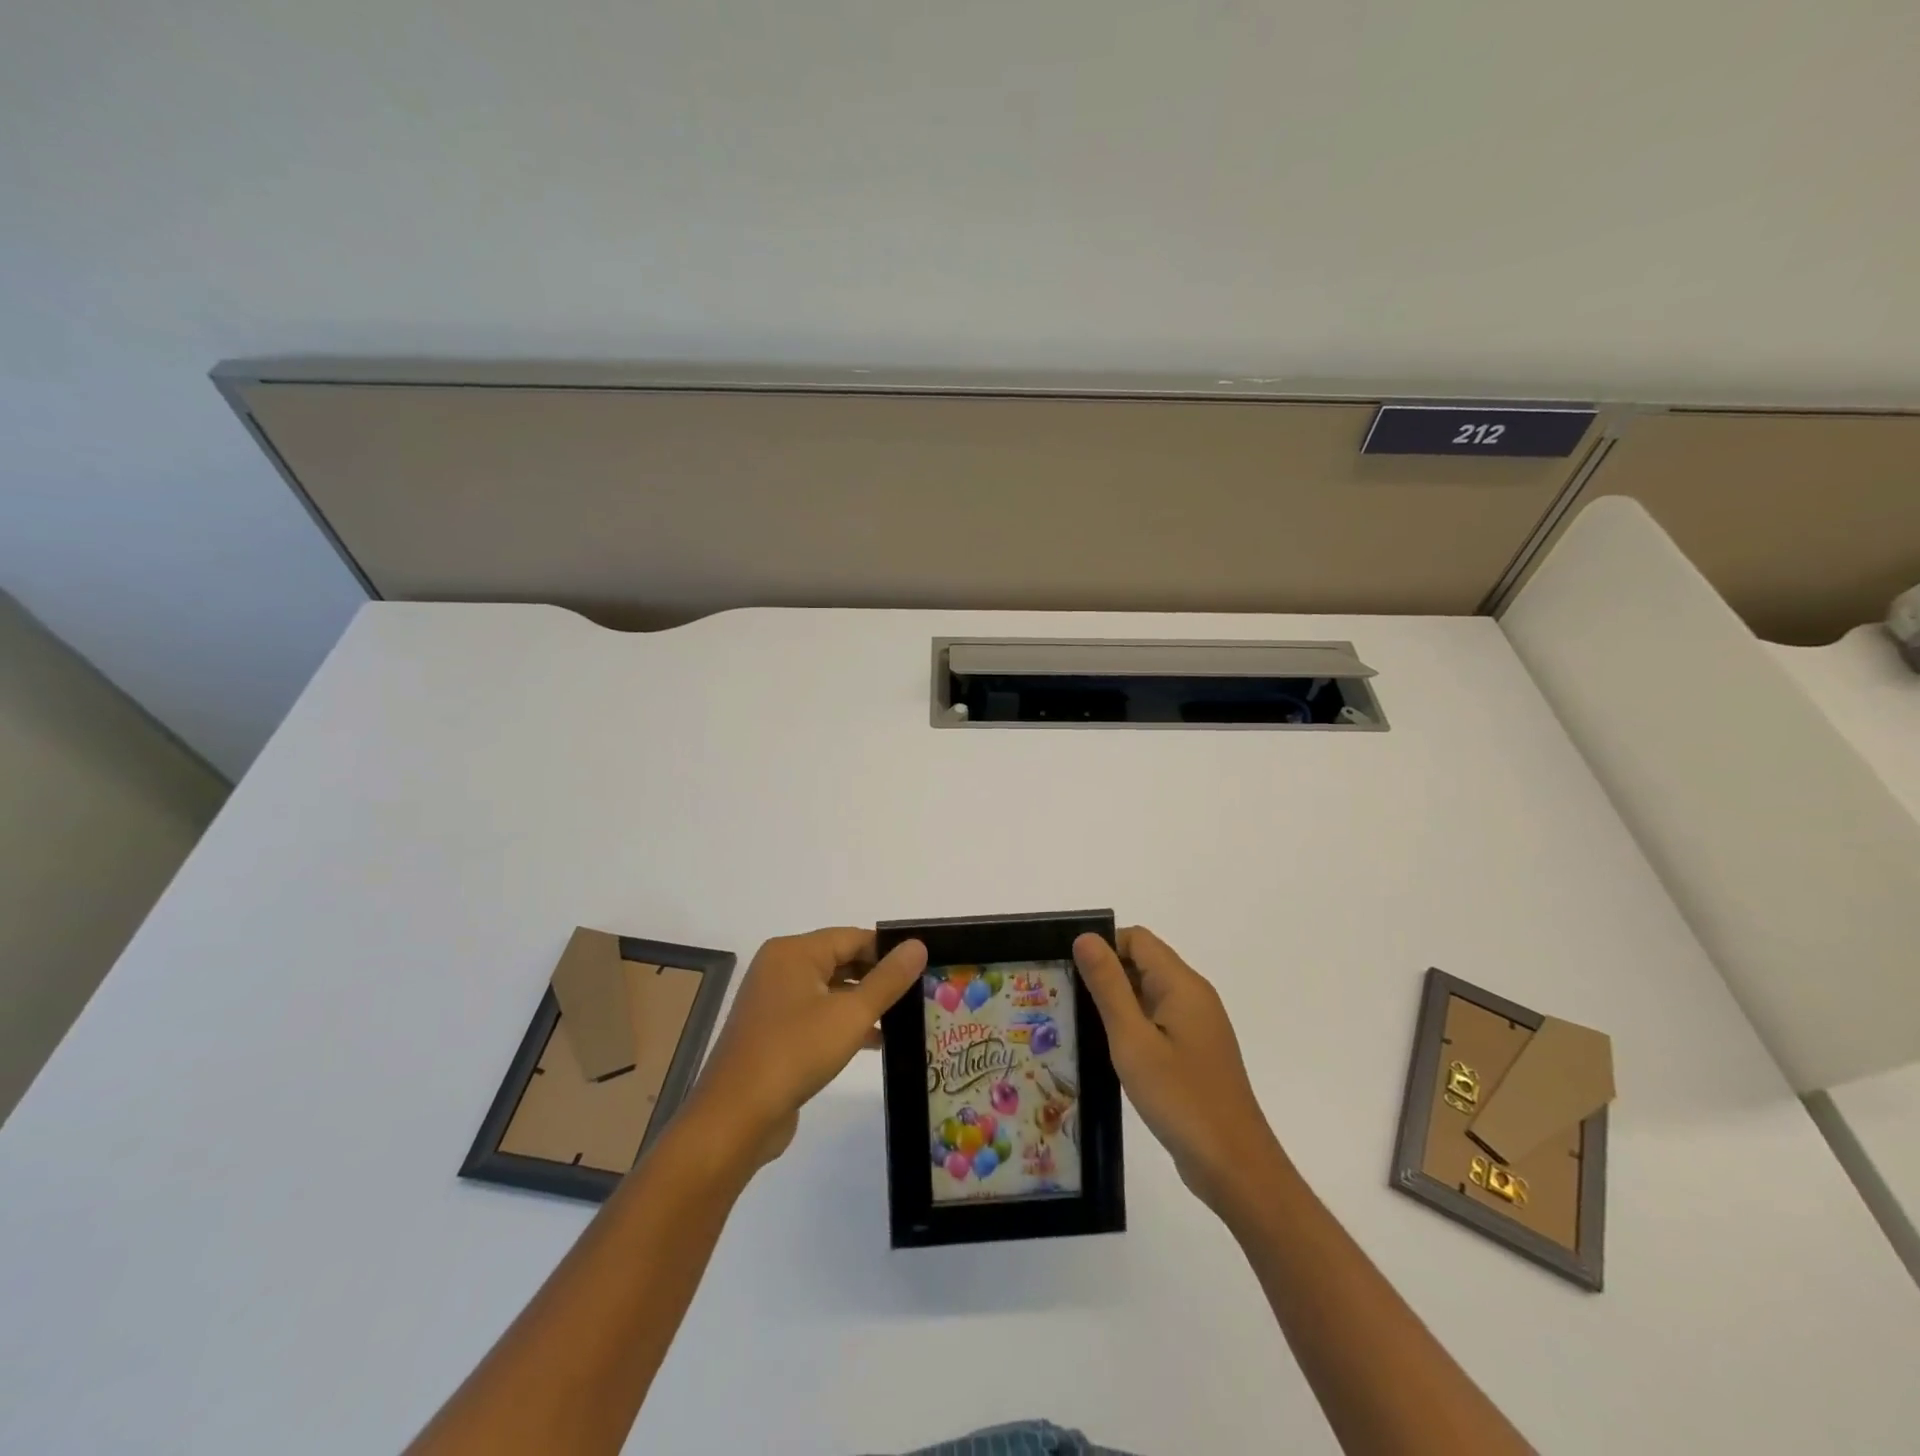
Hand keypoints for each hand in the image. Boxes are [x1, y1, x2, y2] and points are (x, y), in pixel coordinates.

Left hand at [687, 928, 927, 1169]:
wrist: (736, 1117)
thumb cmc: (795, 1052)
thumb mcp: (851, 1014)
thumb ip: (888, 979)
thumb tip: (917, 945)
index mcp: (794, 952)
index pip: (852, 937)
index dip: (889, 950)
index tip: (923, 966)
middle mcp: (780, 968)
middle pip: (840, 960)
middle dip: (878, 976)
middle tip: (920, 992)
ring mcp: (774, 1001)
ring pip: (830, 990)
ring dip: (864, 1002)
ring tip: (905, 1017)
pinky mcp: (773, 1032)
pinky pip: (817, 1015)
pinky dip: (844, 1022)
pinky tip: (875, 1040)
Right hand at [1074, 927, 1279, 1211]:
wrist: (1235, 1167)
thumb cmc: (1180, 1098)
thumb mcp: (1132, 1040)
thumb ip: (1108, 985)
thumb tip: (1085, 937)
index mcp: (1182, 985)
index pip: (1137, 939)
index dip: (1102, 947)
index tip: (1069, 971)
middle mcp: (1194, 996)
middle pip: (1143, 962)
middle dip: (1105, 973)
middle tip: (1065, 997)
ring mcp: (1197, 1026)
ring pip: (1148, 993)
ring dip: (1116, 1001)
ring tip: (1078, 1023)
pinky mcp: (1195, 1052)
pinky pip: (1158, 1020)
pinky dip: (1132, 1025)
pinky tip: (1109, 1051)